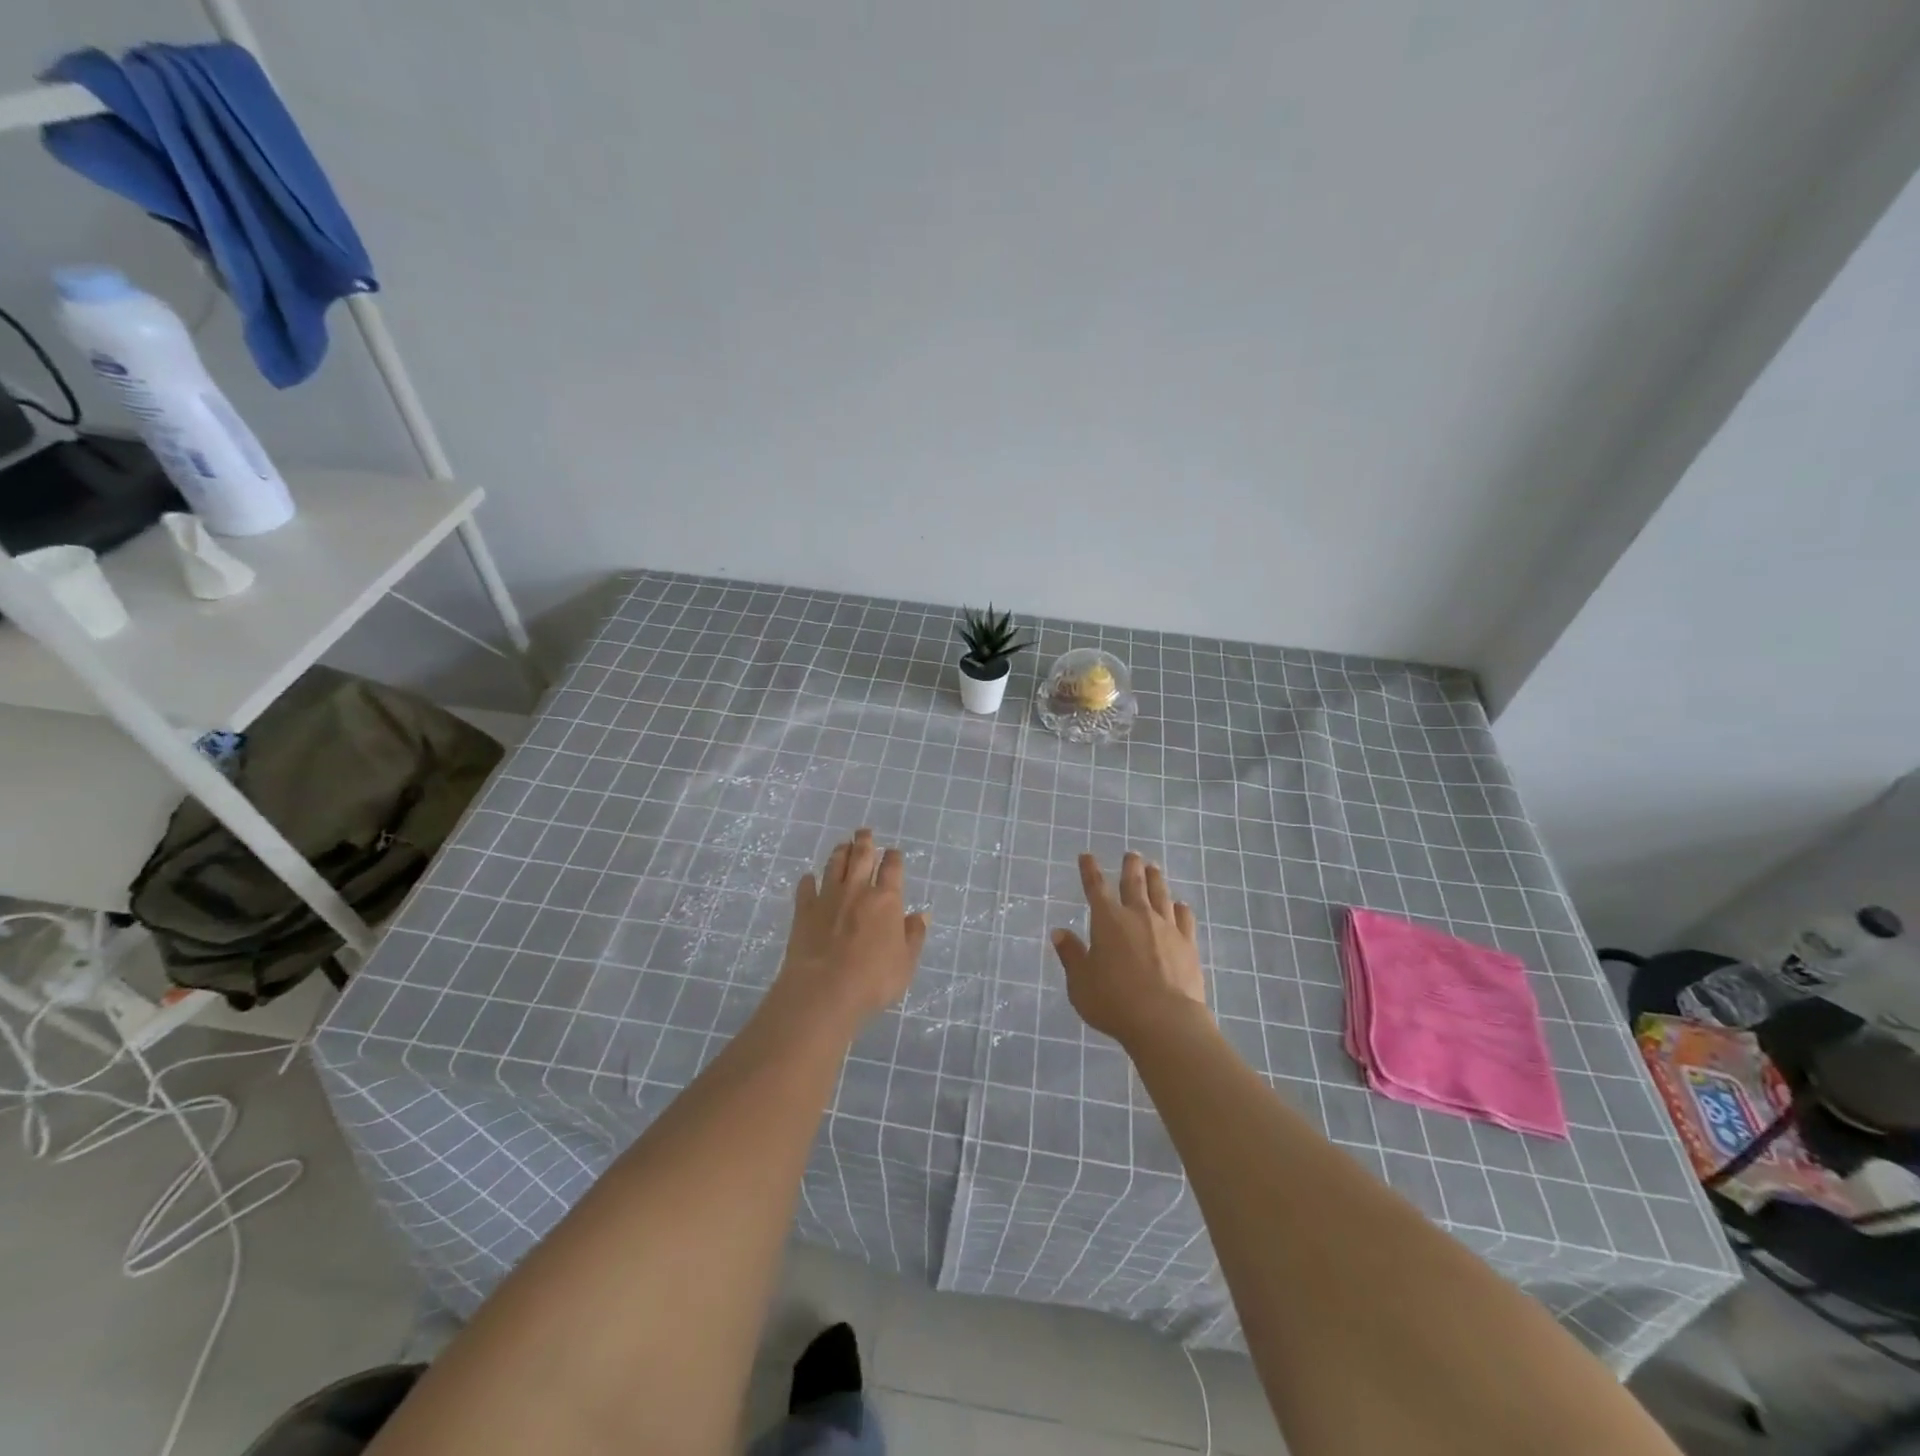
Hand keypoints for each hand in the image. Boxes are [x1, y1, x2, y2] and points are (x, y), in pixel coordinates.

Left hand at [772, 828, 929, 1031]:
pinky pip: (806, 887)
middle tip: (864, 832)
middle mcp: (857, 890)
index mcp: (886, 899)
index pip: (892, 868)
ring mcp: (828, 897)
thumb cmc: (873, 979)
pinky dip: (808, 880)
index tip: (893, 852)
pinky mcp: (804, 910)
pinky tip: (808, 878)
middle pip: (861, 856)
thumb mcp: (906, 962)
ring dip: (839, 852)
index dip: (894, 857)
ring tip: (842, 845)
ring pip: (834, 865)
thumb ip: (914, 936)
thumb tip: (921, 915)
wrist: (823, 990)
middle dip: (865, 842)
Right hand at [1051, 851, 1207, 1045]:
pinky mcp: (1188, 944)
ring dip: (1156, 879)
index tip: (1087, 855)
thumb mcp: (1080, 982)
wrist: (1164, 1021)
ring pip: (1160, 894)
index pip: (1095, 887)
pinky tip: (1180, 906)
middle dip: (1130, 866)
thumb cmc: (1114, 1002)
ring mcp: (1166, 928)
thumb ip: (1071, 955)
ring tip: (1154, 868)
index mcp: (1107, 921)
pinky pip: (1184, 918)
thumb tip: (1059, 932)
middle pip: (1134, 883)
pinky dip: (1180, 908)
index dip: (1090, 870)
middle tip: (1132, 854)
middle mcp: (1137, 916)